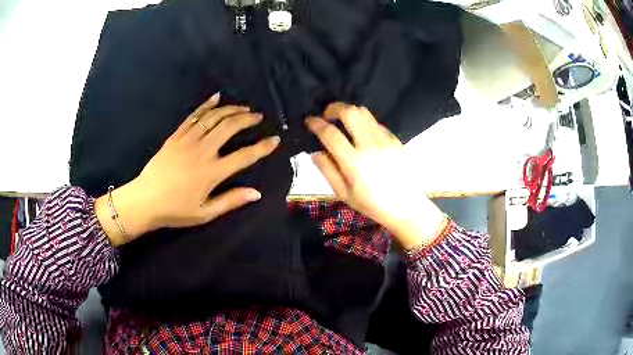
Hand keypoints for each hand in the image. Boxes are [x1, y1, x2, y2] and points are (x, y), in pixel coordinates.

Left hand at [95, 93, 279, 245]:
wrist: (145, 200)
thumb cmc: (175, 210)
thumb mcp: (205, 213)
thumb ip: (231, 201)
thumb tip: (257, 193)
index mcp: (212, 172)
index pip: (244, 156)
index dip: (262, 147)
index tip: (275, 140)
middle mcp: (203, 151)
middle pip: (229, 128)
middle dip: (247, 119)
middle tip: (259, 117)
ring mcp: (188, 140)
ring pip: (213, 117)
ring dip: (231, 110)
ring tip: (244, 108)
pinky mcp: (176, 136)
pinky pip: (193, 116)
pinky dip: (206, 105)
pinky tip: (216, 97)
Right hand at [306, 103, 445, 249]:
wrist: (405, 206)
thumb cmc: (372, 204)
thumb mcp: (344, 194)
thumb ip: (328, 171)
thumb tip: (316, 152)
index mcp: (354, 162)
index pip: (331, 134)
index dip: (316, 124)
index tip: (310, 121)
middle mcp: (370, 145)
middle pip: (350, 112)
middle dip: (334, 108)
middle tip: (327, 114)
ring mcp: (385, 140)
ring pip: (365, 113)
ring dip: (350, 112)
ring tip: (343, 121)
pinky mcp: (395, 140)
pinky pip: (376, 123)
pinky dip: (364, 122)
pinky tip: (362, 134)